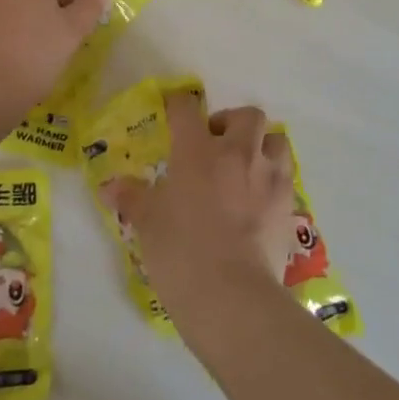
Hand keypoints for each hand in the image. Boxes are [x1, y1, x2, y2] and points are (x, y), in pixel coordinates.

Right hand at [110, 95, 294, 317]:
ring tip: (247, 166)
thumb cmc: (181, 252)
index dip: (178, 105)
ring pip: (276, 139)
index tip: (173, 110)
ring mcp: (268, 177)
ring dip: (262, 145)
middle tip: (216, 144)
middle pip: (247, 115)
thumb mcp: (148, 223)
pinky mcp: (288, 204)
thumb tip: (110, 187)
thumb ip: (132, 198)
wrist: (231, 295)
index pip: (187, 109)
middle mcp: (238, 153)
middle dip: (231, 122)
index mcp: (197, 151)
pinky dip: (274, 178)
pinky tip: (261, 199)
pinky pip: (286, 176)